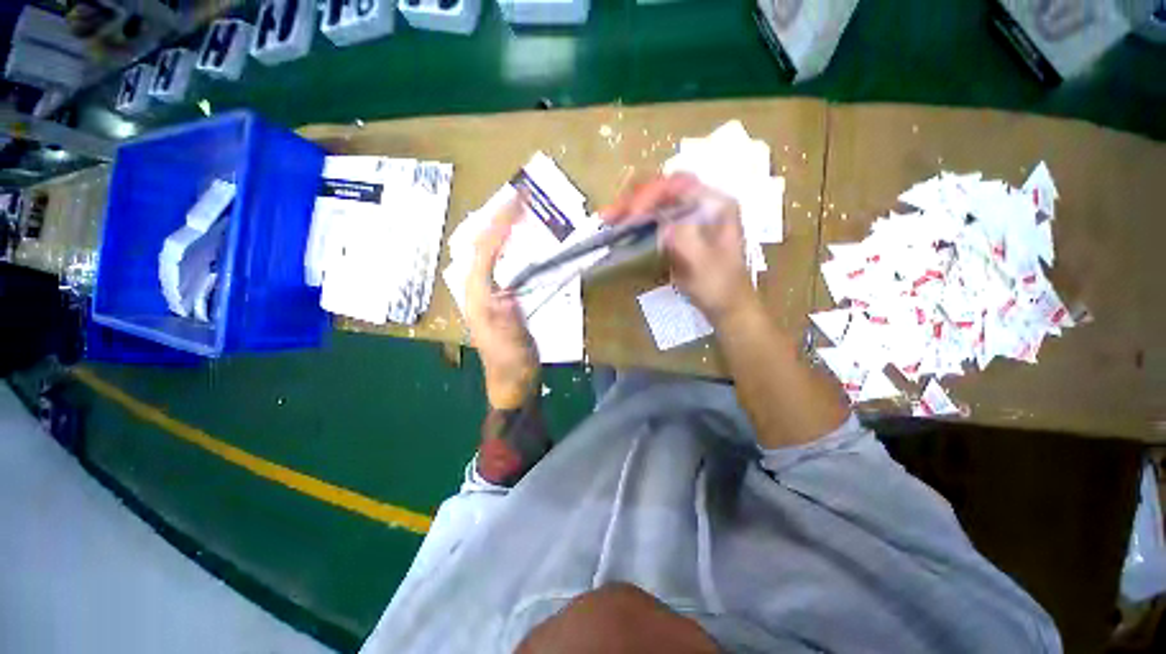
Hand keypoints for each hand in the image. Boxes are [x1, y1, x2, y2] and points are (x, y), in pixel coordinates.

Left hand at [466, 192, 538, 409]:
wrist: (511, 385)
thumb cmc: (514, 367)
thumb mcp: (513, 347)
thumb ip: (507, 321)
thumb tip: (504, 294)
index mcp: (479, 300)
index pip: (486, 254)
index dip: (500, 227)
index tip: (518, 203)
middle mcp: (476, 293)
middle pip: (479, 248)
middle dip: (495, 221)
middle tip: (515, 201)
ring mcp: (484, 296)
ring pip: (485, 254)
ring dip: (498, 231)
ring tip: (514, 213)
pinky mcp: (495, 300)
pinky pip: (496, 265)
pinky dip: (504, 248)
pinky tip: (515, 243)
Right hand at [602, 174, 755, 322]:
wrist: (726, 305)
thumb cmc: (719, 286)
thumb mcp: (702, 263)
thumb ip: (684, 236)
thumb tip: (661, 218)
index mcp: (715, 204)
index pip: (679, 185)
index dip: (652, 195)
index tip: (632, 214)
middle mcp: (702, 203)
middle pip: (664, 189)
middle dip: (635, 198)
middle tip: (610, 214)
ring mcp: (690, 215)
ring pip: (656, 201)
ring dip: (630, 207)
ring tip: (608, 217)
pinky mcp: (680, 229)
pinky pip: (655, 216)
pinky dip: (636, 219)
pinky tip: (620, 225)